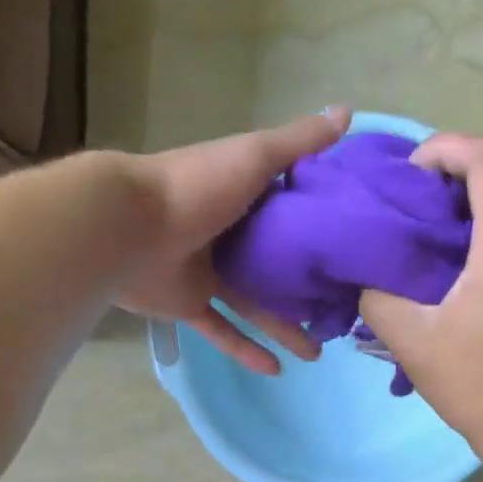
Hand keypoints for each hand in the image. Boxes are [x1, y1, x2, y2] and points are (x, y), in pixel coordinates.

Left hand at [116, 108, 350, 373]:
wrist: (129, 226)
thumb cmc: (195, 187)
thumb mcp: (254, 157)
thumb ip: (298, 143)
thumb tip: (347, 112)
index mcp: (244, 197)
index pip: (290, 215)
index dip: (321, 232)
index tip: (353, 253)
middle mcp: (228, 235)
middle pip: (275, 267)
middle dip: (305, 290)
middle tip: (339, 312)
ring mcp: (207, 273)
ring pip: (254, 305)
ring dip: (283, 328)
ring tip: (316, 351)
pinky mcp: (189, 305)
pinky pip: (222, 331)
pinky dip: (245, 349)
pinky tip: (276, 369)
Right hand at [358, 134, 482, 450]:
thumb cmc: (474, 382)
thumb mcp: (411, 340)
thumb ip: (378, 297)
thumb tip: (368, 276)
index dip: (444, 149)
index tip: (409, 179)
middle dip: (461, 170)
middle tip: (421, 203)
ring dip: (480, 200)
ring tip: (437, 234)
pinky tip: (463, 269)